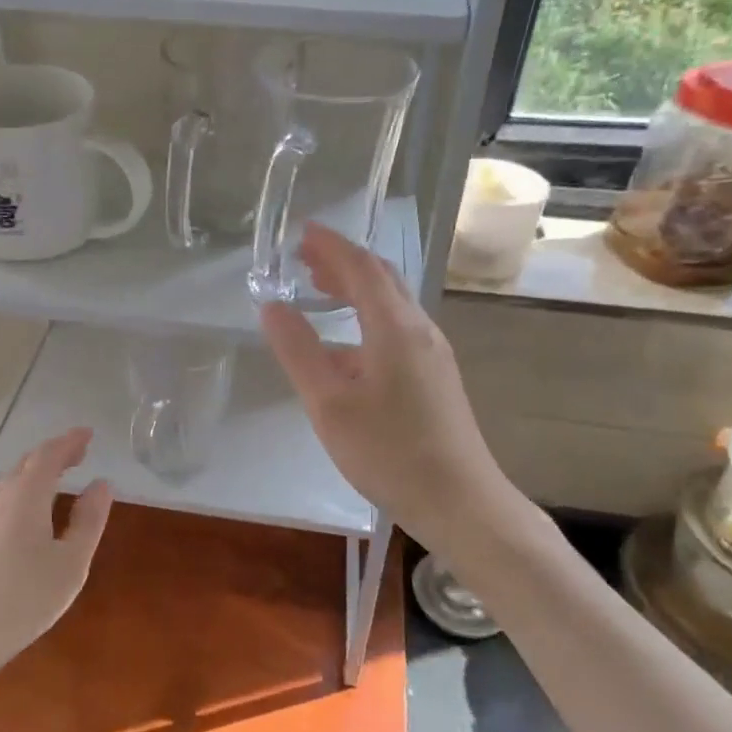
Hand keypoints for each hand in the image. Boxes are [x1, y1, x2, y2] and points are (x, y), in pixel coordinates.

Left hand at [0, 428, 112, 678]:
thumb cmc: (23, 599)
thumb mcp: (70, 563)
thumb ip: (88, 520)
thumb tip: (101, 484)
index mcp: (26, 496)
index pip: (49, 455)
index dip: (70, 442)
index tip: (89, 434)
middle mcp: (1, 498)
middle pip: (28, 463)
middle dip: (56, 453)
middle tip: (81, 452)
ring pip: (14, 481)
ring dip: (40, 471)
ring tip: (63, 475)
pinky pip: (7, 498)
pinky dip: (28, 490)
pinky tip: (36, 511)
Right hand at [259, 224, 525, 553]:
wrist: (459, 501)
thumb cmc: (388, 451)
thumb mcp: (329, 403)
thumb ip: (298, 351)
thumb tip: (272, 306)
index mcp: (394, 327)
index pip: (361, 268)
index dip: (330, 245)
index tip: (301, 231)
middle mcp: (419, 330)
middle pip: (381, 280)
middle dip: (342, 261)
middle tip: (304, 257)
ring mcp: (432, 354)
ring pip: (391, 305)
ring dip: (355, 288)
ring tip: (320, 288)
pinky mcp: (435, 377)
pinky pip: (397, 329)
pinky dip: (366, 317)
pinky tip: (346, 345)